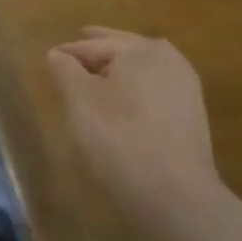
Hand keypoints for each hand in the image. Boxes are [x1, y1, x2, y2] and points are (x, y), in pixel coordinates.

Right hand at [45, 28, 221, 212]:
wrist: (175, 194)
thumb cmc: (119, 139)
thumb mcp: (80, 102)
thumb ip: (65, 71)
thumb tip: (58, 53)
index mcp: (138, 50)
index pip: (93, 45)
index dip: (69, 52)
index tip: (50, 59)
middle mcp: (167, 59)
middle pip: (123, 48)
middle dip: (98, 49)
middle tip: (76, 50)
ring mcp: (184, 86)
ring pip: (143, 66)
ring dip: (120, 67)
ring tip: (98, 73)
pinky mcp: (191, 113)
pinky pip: (155, 86)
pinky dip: (136, 85)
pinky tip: (124, 98)